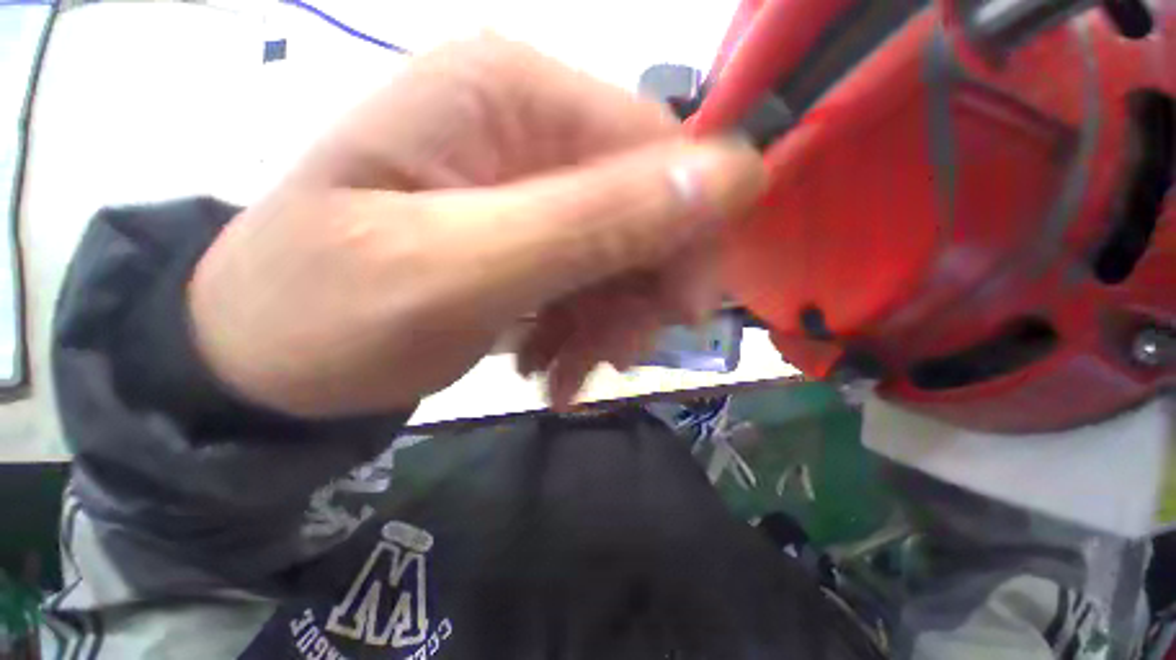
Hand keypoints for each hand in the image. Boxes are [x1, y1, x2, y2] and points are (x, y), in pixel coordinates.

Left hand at [188, 36, 764, 417]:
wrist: (262, 359)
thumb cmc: (327, 314)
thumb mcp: (461, 270)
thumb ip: (594, 222)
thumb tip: (726, 179)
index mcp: (513, 98)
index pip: (656, 153)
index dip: (689, 232)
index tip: (684, 312)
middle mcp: (528, 126)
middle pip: (643, 209)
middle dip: (642, 292)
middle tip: (619, 355)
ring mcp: (526, 184)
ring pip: (619, 257)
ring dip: (609, 323)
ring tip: (569, 374)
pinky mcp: (522, 237)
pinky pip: (586, 282)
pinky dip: (581, 332)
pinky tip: (548, 368)